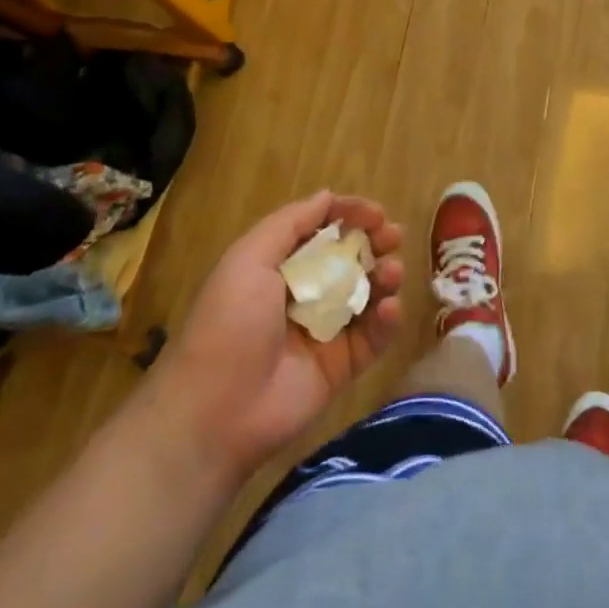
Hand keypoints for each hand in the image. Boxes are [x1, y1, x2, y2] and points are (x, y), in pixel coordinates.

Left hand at [151, 191, 403, 484]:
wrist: (216, 412)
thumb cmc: (229, 323)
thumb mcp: (249, 259)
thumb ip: (290, 223)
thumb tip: (327, 195)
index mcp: (279, 267)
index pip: (322, 231)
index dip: (349, 216)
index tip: (376, 213)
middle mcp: (305, 294)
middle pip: (350, 259)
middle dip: (375, 242)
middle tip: (392, 236)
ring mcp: (326, 330)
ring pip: (368, 294)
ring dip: (385, 276)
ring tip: (391, 271)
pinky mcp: (342, 366)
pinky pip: (373, 337)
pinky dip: (387, 320)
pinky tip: (388, 308)